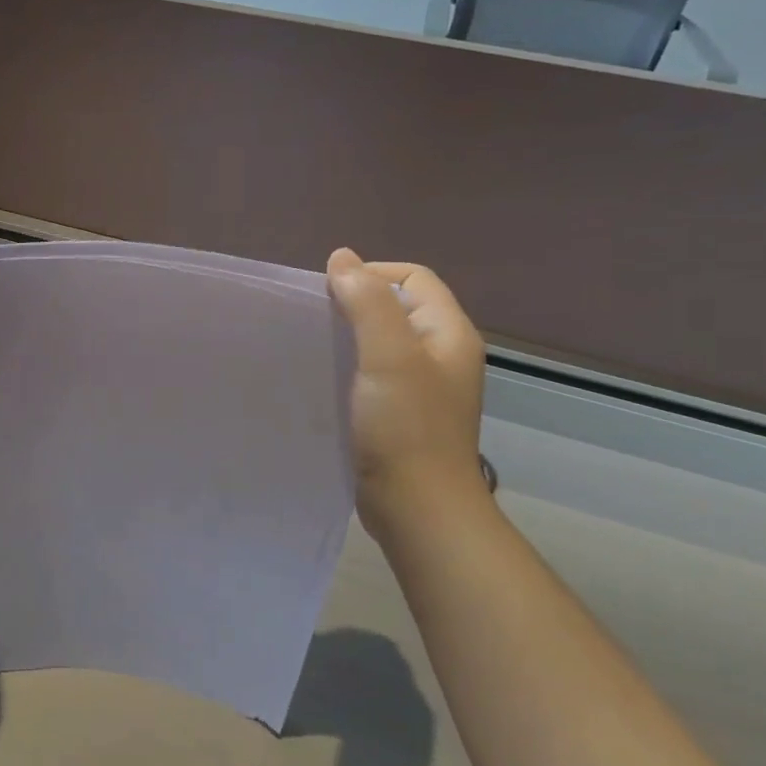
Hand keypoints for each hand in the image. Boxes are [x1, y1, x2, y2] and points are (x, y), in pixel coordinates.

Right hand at [326, 250, 491, 536]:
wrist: (417, 508)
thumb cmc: (406, 427)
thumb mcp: (388, 355)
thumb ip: (367, 302)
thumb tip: (342, 258)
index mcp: (449, 333)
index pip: (412, 277)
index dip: (371, 274)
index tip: (328, 295)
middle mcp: (441, 354)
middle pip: (397, 307)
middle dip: (356, 304)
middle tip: (317, 321)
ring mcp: (423, 387)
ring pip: (383, 341)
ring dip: (350, 336)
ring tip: (316, 347)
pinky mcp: (402, 414)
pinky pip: (375, 373)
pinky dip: (350, 367)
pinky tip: (326, 379)